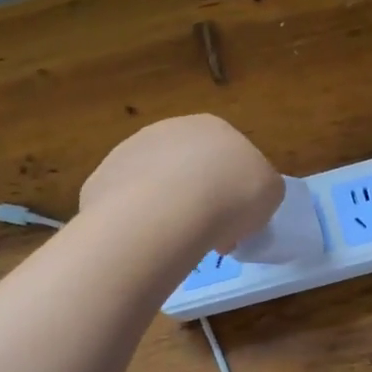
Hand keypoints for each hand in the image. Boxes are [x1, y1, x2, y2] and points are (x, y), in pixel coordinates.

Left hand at [80, 114, 282, 254]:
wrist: (168, 210)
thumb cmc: (231, 195)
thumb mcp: (270, 193)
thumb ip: (260, 190)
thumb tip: (241, 205)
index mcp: (212, 127)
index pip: (228, 158)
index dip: (235, 193)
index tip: (236, 224)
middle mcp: (168, 130)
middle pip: (189, 169)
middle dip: (199, 200)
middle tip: (207, 236)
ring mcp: (130, 151)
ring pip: (155, 185)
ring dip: (165, 210)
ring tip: (174, 244)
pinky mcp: (102, 179)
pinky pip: (126, 205)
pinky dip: (136, 222)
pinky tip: (145, 241)